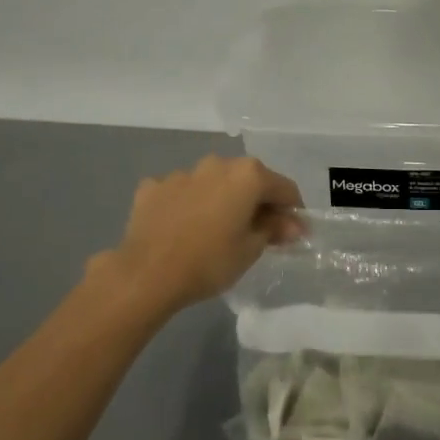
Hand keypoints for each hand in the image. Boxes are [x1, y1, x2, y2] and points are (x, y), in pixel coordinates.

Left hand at [105, 156, 304, 313]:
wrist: (146, 274)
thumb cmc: (209, 261)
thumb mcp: (251, 249)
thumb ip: (275, 229)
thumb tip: (294, 225)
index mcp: (247, 175)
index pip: (284, 188)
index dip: (293, 210)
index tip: (292, 232)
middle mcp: (217, 164)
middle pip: (248, 180)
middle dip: (257, 202)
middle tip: (258, 232)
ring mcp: (182, 173)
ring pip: (212, 183)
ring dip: (221, 200)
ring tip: (216, 230)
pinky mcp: (153, 187)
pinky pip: (181, 192)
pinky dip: (188, 204)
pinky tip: (183, 227)